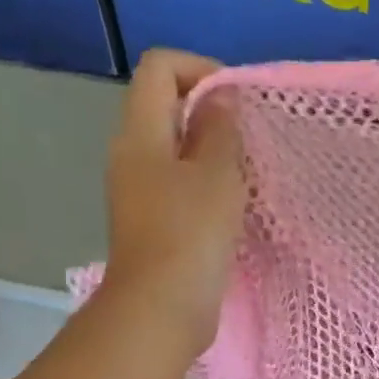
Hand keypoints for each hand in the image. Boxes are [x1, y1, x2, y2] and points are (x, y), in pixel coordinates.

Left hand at [101, 49, 245, 358]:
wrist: (161, 310)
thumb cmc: (190, 235)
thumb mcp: (216, 174)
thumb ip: (221, 129)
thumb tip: (221, 98)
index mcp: (140, 133)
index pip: (160, 68)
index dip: (200, 69)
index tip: (237, 101)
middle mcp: (131, 156)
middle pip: (166, 107)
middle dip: (210, 114)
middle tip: (247, 141)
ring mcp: (139, 193)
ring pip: (175, 151)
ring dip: (211, 154)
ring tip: (244, 176)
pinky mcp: (152, 225)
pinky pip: (179, 187)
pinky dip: (205, 186)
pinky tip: (231, 209)